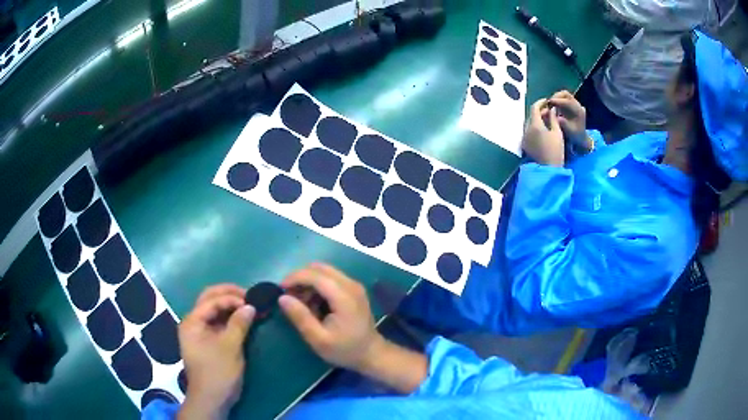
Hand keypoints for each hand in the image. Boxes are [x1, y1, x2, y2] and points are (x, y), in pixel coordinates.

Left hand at [178, 284, 255, 419]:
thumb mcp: (230, 347)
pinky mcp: (208, 341)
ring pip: (214, 311)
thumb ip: (239, 324)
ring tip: (249, 305)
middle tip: (250, 296)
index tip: (252, 301)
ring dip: (231, 306)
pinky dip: (230, 318)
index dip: (231, 298)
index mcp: (192, 321)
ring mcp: (200, 332)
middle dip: (229, 295)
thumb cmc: (218, 372)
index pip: (211, 300)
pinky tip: (243, 319)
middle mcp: (193, 323)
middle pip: (209, 300)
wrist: (212, 399)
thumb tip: (251, 306)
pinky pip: (219, 323)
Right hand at [278, 263, 382, 371]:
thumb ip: (301, 317)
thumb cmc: (345, 350)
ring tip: (301, 304)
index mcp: (344, 296)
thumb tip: (282, 298)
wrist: (371, 354)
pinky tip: (313, 304)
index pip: (315, 275)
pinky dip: (317, 286)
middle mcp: (350, 284)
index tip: (280, 289)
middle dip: (300, 278)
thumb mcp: (318, 339)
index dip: (295, 278)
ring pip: (324, 271)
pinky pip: (330, 278)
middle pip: (319, 268)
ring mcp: (353, 285)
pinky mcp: (353, 289)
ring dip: (308, 282)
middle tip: (290, 297)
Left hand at [522, 99, 564, 166]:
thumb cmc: (556, 151)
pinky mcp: (525, 144)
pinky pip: (528, 131)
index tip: (547, 101)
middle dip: (540, 112)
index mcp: (535, 125)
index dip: (541, 102)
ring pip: (529, 123)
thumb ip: (553, 118)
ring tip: (548, 120)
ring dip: (537, 119)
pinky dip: (535, 127)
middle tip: (550, 111)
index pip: (534, 108)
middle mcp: (526, 129)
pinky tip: (543, 130)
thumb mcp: (557, 133)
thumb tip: (551, 108)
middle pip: (531, 116)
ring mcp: (524, 137)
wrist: (549, 169)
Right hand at [547, 90, 589, 151]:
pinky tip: (553, 106)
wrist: (581, 138)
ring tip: (550, 105)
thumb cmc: (575, 136)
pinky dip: (557, 100)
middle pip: (565, 94)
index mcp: (579, 111)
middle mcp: (577, 105)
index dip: (557, 101)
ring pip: (564, 95)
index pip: (568, 101)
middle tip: (548, 103)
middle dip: (556, 97)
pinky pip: (563, 98)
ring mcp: (574, 104)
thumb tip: (557, 116)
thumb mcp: (570, 131)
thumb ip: (564, 123)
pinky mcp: (571, 105)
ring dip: (556, 98)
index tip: (548, 102)